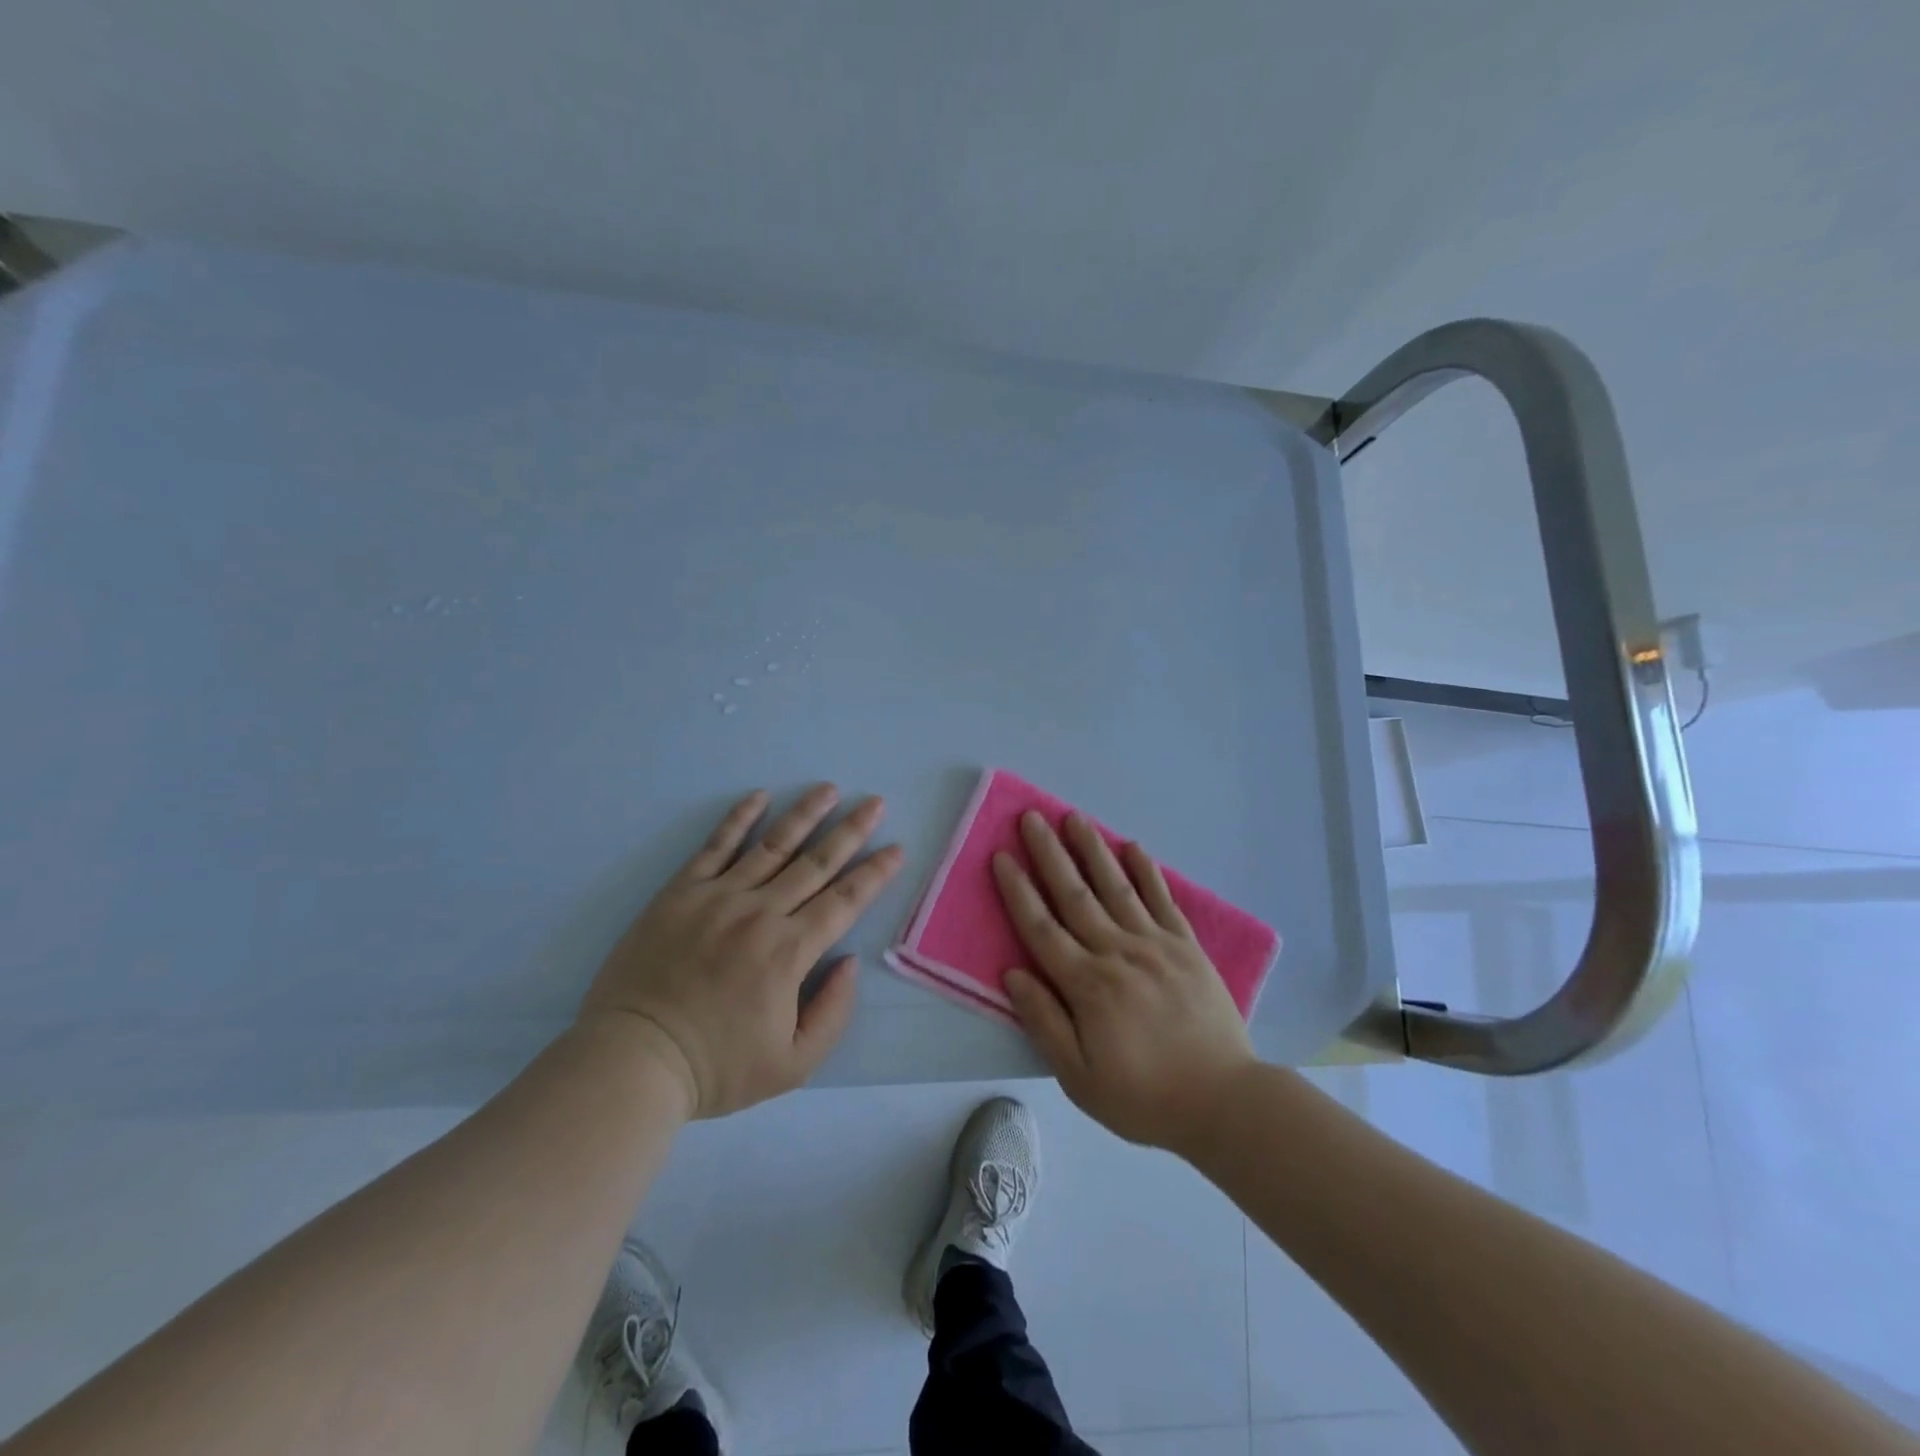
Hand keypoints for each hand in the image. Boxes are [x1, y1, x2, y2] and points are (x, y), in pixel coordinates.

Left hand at [580, 784, 904, 1118]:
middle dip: (851, 831)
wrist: (634, 1060)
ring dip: (805, 814)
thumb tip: (849, 961)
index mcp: (790, 952)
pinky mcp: (681, 892)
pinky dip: (739, 818)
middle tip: (875, 802)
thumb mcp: (792, 1065)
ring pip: (772, 845)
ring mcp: (718, 897)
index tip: (897, 848)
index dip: (875, 873)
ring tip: (828, 789)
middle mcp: (761, 913)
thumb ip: (833, 1013)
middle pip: (816, 863)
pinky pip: (715, 846)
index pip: (845, 901)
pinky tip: (759, 796)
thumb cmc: (716, 1067)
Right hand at [993, 812, 1255, 1151]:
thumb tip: (1012, 974)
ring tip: (1074, 817)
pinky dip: (1147, 872)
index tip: (1002, 856)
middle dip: (1049, 854)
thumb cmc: (1144, 1096)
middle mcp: (1118, 953)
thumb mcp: (1079, 1078)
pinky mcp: (1187, 947)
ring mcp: (1156, 945)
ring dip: (1092, 850)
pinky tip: (1133, 847)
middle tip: (1031, 817)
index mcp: (1088, 985)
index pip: (1042, 928)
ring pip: (1116, 887)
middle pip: (1075, 895)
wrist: (1224, 1102)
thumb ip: (1044, 1022)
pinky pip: (1163, 900)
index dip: (1019, 891)